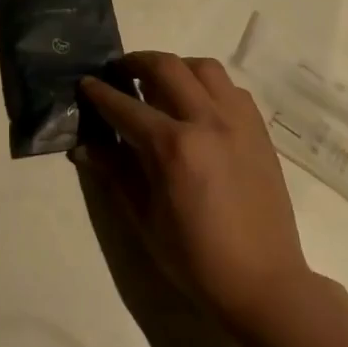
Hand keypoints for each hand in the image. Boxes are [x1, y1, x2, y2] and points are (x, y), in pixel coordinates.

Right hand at [77, 53, 312, 338]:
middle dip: (135, 63)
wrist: (264, 283)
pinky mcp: (258, 130)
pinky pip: (231, 89)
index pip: (125, 106)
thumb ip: (115, 172)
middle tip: (120, 72)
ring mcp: (237, 122)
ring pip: (203, 68)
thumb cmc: (196, 259)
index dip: (100, 93)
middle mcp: (206, 121)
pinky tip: (198, 104)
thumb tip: (84, 146)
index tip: (86, 83)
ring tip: (161, 81)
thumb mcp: (144, 219)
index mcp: (173, 147)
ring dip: (176, 67)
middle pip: (165, 67)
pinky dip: (209, 85)